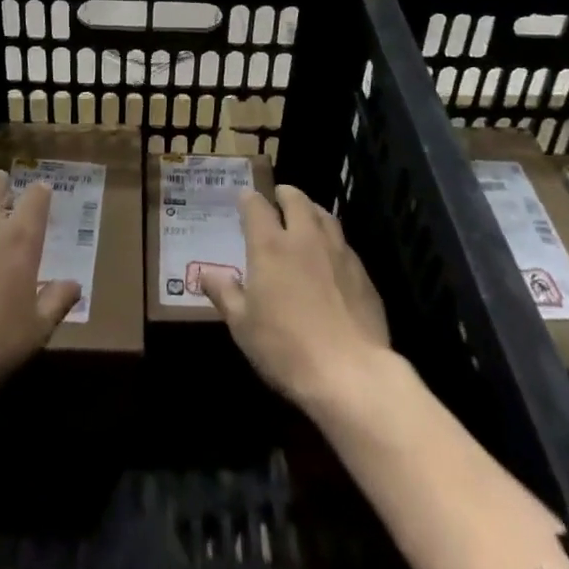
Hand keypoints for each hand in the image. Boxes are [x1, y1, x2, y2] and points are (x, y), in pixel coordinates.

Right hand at [206, 185, 390, 413]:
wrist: (351, 374)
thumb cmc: (287, 348)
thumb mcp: (243, 326)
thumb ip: (224, 294)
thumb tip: (206, 273)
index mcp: (270, 245)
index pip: (256, 206)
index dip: (248, 199)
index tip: (244, 201)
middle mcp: (305, 238)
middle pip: (296, 199)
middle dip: (284, 194)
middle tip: (277, 201)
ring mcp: (337, 252)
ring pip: (324, 215)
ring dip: (311, 211)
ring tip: (305, 219)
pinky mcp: (362, 272)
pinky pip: (344, 243)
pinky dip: (332, 241)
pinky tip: (330, 259)